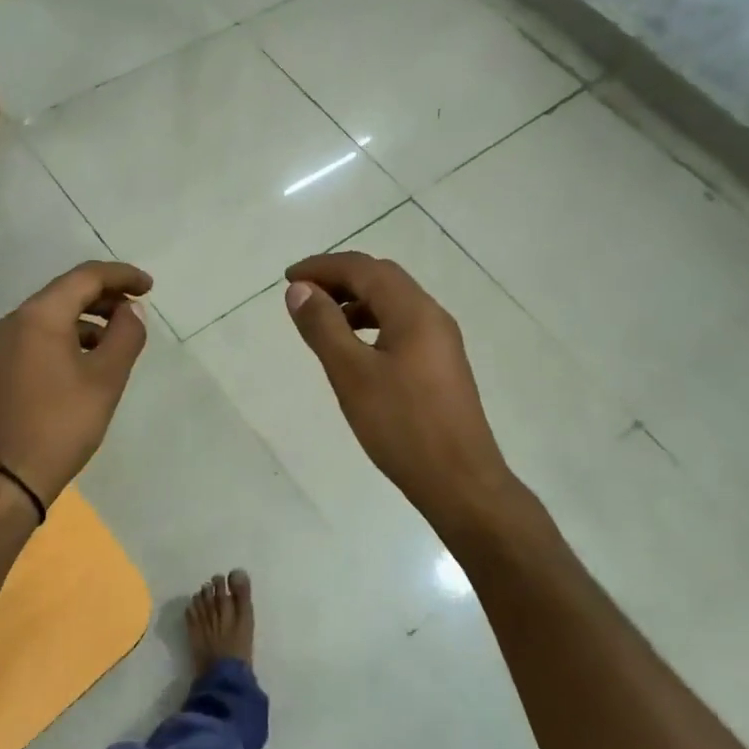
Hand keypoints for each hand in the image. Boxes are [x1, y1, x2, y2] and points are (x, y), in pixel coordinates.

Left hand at [0, 261, 152, 508]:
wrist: (6, 478)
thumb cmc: (61, 424)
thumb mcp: (105, 379)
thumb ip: (125, 336)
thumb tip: (131, 311)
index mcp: (40, 315)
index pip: (86, 276)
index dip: (122, 276)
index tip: (150, 287)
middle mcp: (18, 321)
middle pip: (68, 291)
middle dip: (107, 295)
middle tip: (139, 307)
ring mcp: (7, 345)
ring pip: (55, 315)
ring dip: (91, 318)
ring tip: (121, 337)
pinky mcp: (6, 368)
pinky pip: (44, 335)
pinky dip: (72, 336)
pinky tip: (92, 359)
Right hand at [285, 252, 514, 524]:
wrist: (460, 481)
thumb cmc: (402, 426)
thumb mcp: (352, 374)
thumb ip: (323, 327)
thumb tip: (300, 290)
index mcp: (413, 311)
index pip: (363, 268)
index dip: (322, 267)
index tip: (288, 279)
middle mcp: (432, 316)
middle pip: (381, 278)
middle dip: (339, 279)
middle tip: (302, 296)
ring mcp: (441, 341)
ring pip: (393, 303)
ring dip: (355, 301)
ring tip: (322, 322)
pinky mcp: (441, 365)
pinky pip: (401, 326)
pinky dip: (371, 324)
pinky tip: (354, 350)